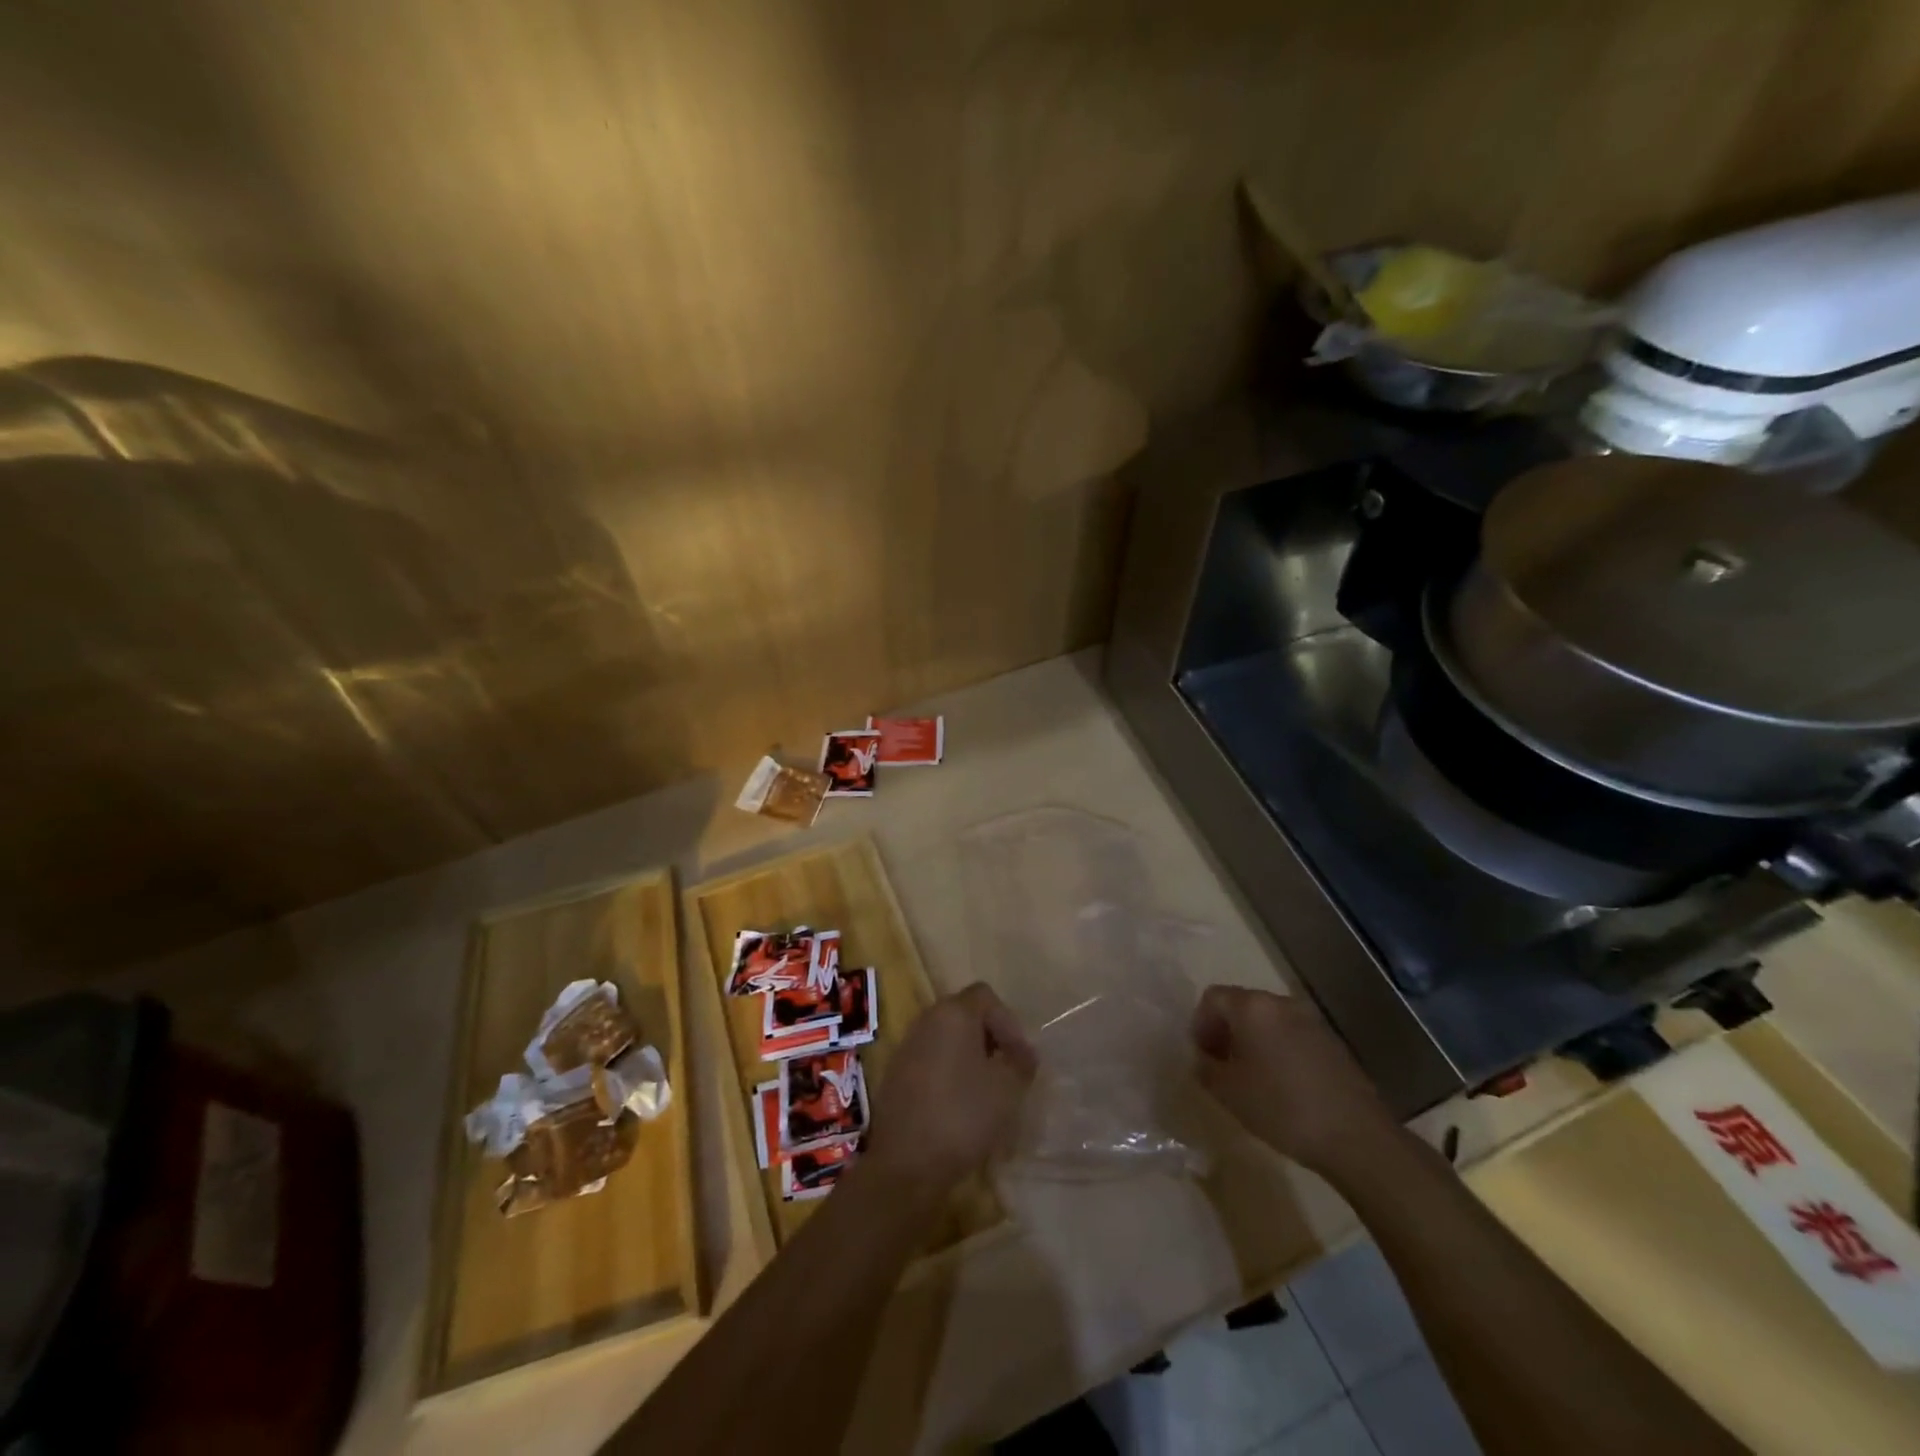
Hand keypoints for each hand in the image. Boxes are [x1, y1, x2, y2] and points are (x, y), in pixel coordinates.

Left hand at [864, 982, 1036, 1199]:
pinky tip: (959, 1106)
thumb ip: (1020, 1063)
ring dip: (970, 1057)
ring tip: (987, 1092)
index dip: (1009, 1022)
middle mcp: (926, 1020)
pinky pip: (931, 1060)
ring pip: (947, 1039)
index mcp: (953, 1013)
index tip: (1019, 1058)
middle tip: (1007, 1071)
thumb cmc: (962, 1115)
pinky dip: (949, 1073)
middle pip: (965, 1015)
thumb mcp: (1007, 1089)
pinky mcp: (896, 1074)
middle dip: (990, 1038)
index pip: (986, 996)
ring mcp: (907, 1047)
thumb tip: (1023, 1054)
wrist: (906, 1162)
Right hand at [1191, 985, 1399, 1177]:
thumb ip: (1205, 1068)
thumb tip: (1202, 1058)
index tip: (1203, 1055)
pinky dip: (1278, 1049)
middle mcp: (1281, 1003)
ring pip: (1268, 1020)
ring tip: (1252, 1077)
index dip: (1200, 1024)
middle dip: (1226, 1030)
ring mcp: (1310, 1020)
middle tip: (1223, 1065)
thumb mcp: (1228, 1092)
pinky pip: (1292, 1034)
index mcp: (1252, 1007)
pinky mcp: (1332, 1042)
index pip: (1213, 997)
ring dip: (1253, 1040)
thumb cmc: (1282, 1108)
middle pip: (1242, 1005)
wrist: (1356, 1136)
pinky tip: (1283, 1085)